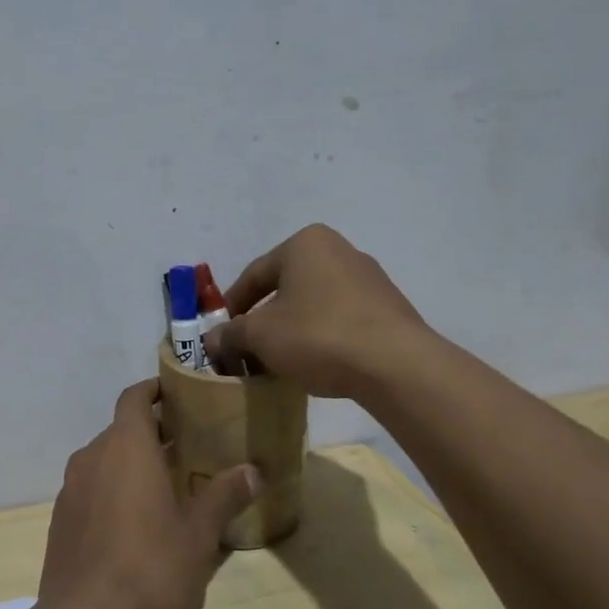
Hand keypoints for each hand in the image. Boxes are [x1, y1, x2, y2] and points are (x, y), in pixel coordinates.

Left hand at [37, 380, 260, 608]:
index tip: (179, 394)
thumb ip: (223, 495)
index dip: (154, 390)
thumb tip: (254, 471)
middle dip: (150, 433)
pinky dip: (112, 492)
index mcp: (125, 447)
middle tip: (187, 446)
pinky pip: (90, 491)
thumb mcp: (199, 533)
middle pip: (120, 430)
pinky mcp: (60, 523)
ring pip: (103, 462)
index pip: (134, 398)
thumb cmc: (152, 567)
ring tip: (165, 485)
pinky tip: (135, 524)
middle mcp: (91, 458)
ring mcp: (70, 491)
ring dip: (130, 465)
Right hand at [205, 224, 429, 398]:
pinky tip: (316, 363)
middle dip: (263, 320)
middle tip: (248, 350)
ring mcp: (369, 278)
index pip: (254, 274)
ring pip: (313, 304)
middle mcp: (338, 250)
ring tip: (280, 361)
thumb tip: (212, 340)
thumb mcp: (261, 336)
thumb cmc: (318, 336)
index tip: (221, 335)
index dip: (231, 307)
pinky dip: (321, 336)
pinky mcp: (388, 307)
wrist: (396, 364)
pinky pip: (341, 318)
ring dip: (292, 330)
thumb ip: (230, 334)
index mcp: (305, 244)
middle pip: (285, 288)